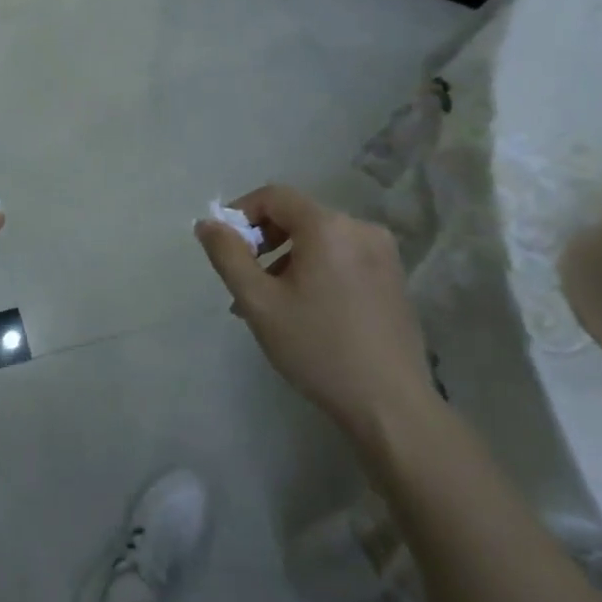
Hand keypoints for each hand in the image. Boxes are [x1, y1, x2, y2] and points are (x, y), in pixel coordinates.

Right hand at [195, 184, 436, 441]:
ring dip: (287, 259)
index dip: (242, 213)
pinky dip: (316, 270)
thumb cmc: (317, 348)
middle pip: (298, 216)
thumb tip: (208, 224)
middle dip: (264, 241)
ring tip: (270, 304)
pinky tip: (306, 310)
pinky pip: (342, 258)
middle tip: (244, 281)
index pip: (274, 196)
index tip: (225, 247)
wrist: (390, 405)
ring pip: (320, 240)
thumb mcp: (259, 302)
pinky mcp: (393, 278)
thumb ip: (228, 256)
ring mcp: (383, 254)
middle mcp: (361, 228)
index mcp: (328, 226)